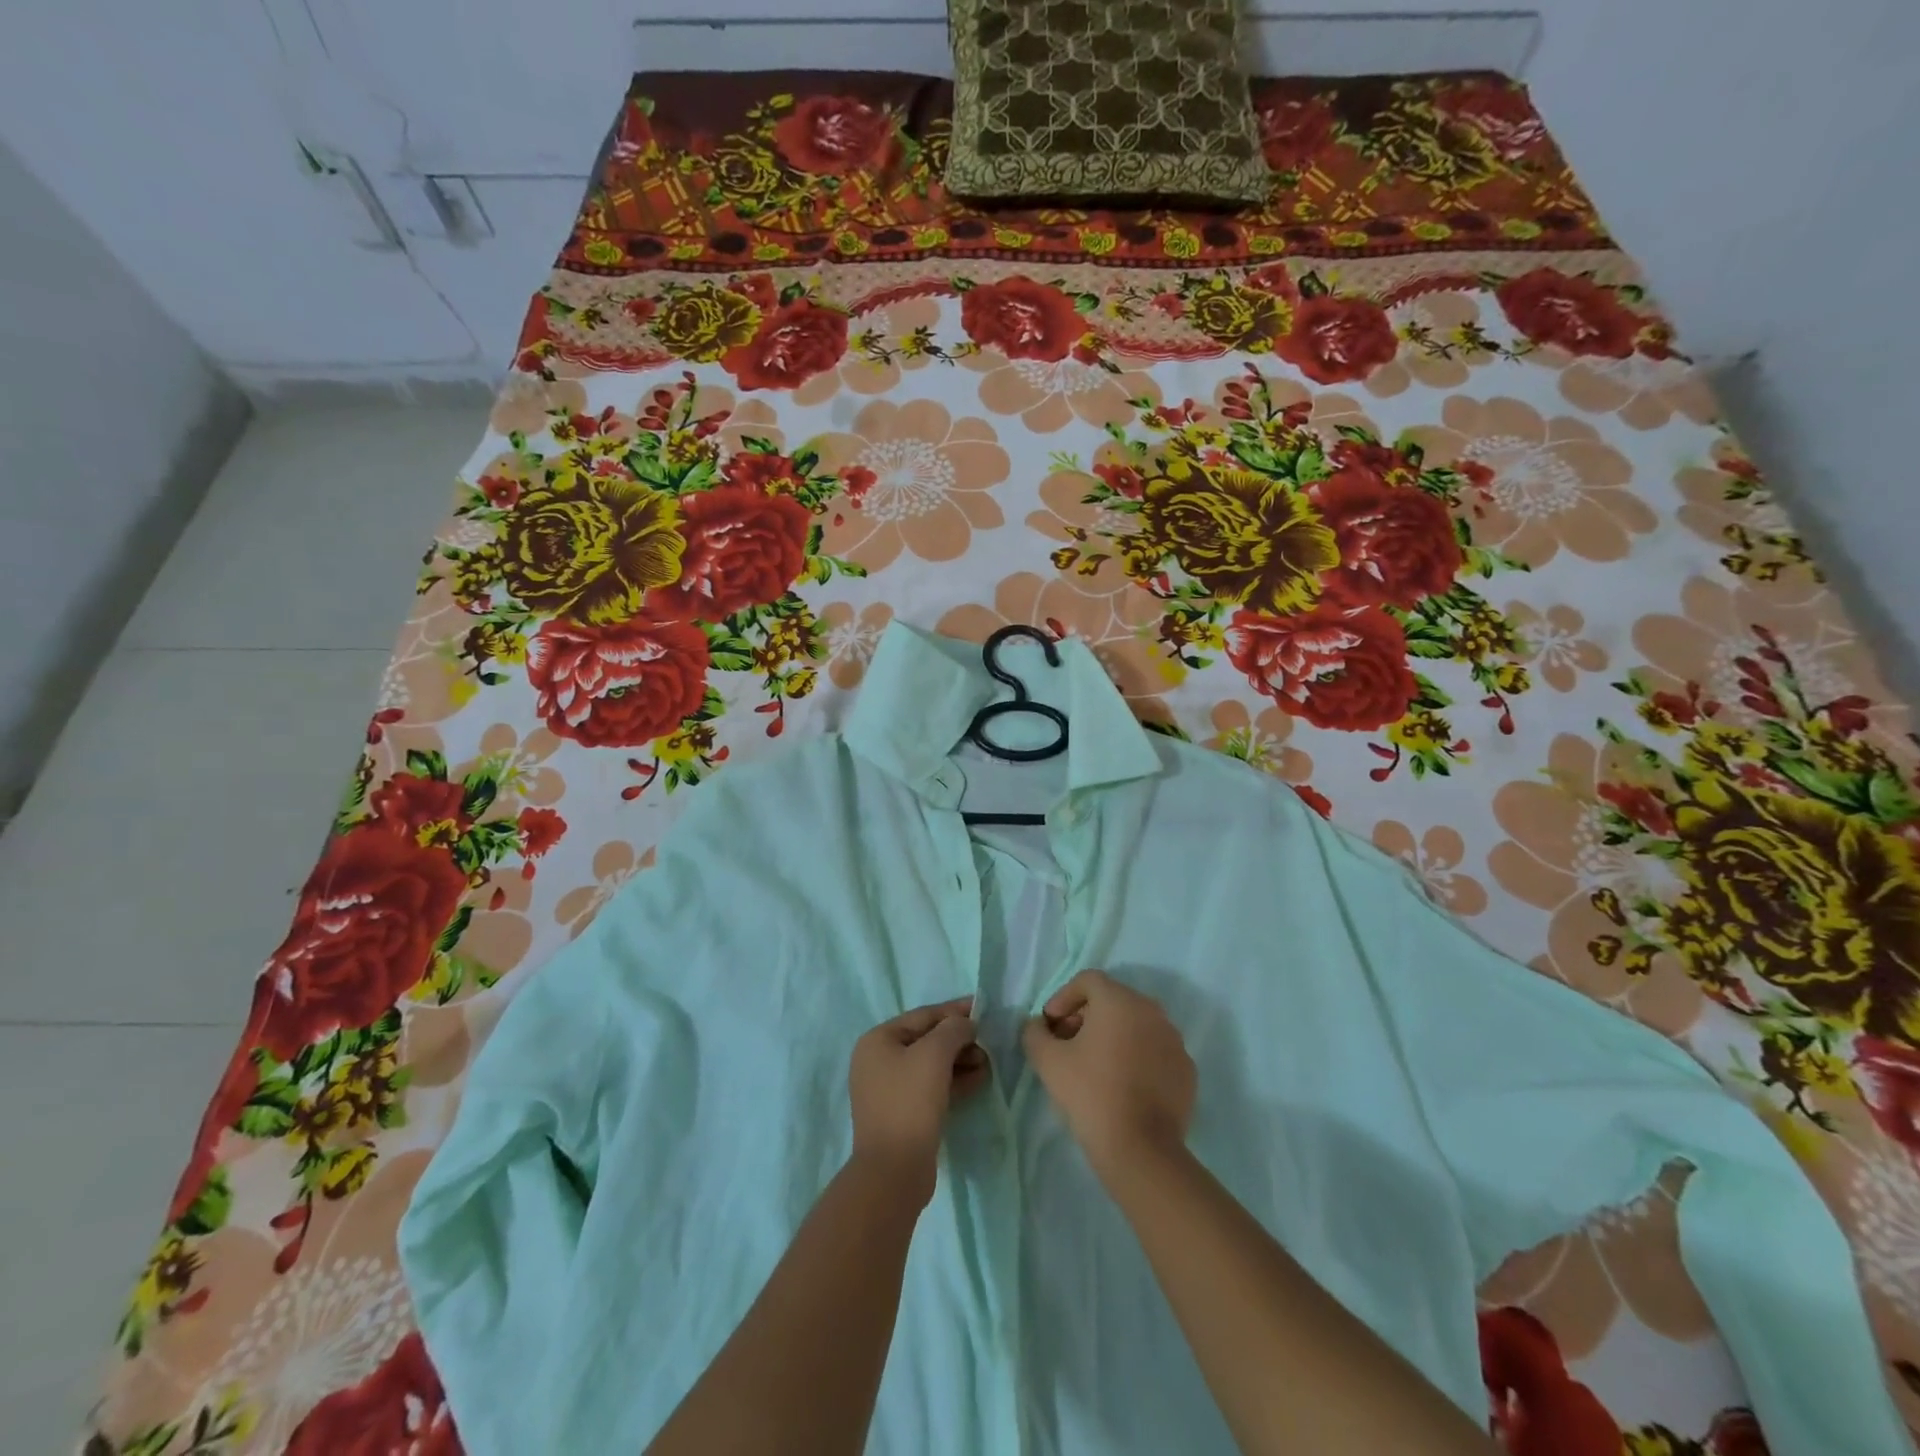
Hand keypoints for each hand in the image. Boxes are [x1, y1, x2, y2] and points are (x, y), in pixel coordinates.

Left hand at [848, 999, 988, 1198]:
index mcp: (878, 1040)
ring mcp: (889, 1089)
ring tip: (988, 1064)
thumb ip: (953, 1029)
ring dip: (960, 1061)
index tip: (984, 1008)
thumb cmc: (910, 1102)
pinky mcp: (903, 1113)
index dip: (955, 1011)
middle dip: (960, 1040)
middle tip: (989, 1043)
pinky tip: (978, 1081)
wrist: (894, 1170)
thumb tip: (966, 1024)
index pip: (923, 1015)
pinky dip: (954, 1082)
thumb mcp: (934, 1054)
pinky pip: (932, 1087)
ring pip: (932, 1065)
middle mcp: (879, 1060)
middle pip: (927, 1040)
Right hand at [1023, 970, 1195, 1185]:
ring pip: (1136, 1025)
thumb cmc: (1090, 1094)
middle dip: (1086, 1016)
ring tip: (1094, 1065)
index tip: (1050, 1024)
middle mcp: (1152, 1011)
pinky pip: (1155, 1051)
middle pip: (1113, 1001)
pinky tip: (1122, 1085)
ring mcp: (1174, 1040)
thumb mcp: (1048, 1061)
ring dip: (1113, 1036)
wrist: (1141, 1149)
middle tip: (1067, 1043)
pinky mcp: (1186, 1070)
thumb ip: (1035, 1033)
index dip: (1064, 997)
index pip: (1088, 981)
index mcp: (1120, 1001)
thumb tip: (1038, 1026)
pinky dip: (1136, 1057)